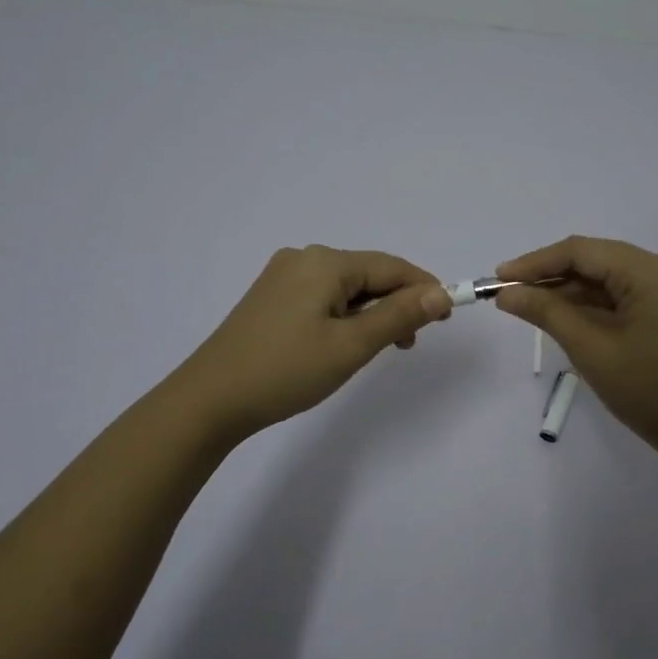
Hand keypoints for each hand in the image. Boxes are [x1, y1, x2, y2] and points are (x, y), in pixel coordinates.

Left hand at [169, 246, 452, 442]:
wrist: (210, 399)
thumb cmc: (286, 371)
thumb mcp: (351, 345)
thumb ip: (399, 315)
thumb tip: (441, 293)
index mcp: (324, 262)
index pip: (391, 266)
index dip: (424, 288)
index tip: (447, 318)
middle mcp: (304, 258)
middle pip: (368, 274)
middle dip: (396, 304)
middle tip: (410, 343)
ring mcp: (283, 277)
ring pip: (346, 288)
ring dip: (371, 313)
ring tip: (381, 348)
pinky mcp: (271, 298)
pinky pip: (323, 297)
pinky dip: (345, 316)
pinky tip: (345, 342)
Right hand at [493, 236, 657, 461]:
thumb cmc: (648, 392)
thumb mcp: (591, 350)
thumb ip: (547, 313)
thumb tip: (507, 294)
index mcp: (652, 271)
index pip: (582, 251)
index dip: (536, 263)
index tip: (498, 278)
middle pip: (595, 260)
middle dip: (550, 277)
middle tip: (508, 294)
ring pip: (606, 277)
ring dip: (569, 291)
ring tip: (526, 306)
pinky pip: (621, 293)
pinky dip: (591, 304)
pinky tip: (561, 315)